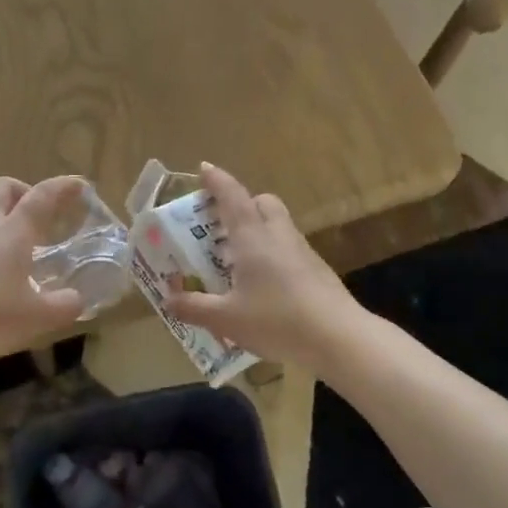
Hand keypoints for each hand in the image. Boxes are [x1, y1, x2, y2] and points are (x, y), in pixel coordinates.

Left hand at [0, 176, 86, 369]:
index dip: (63, 187)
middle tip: (34, 209)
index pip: (42, 197)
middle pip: (0, 186)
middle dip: (21, 189)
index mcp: (13, 232)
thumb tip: (76, 300)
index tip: (79, 184)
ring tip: (2, 222)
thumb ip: (63, 306)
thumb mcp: (36, 318)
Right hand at [164, 164, 358, 368]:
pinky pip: (288, 249)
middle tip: (221, 226)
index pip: (232, 196)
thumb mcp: (226, 319)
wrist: (339, 338)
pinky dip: (272, 254)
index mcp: (252, 237)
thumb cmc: (276, 320)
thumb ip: (194, 307)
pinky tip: (263, 285)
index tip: (204, 169)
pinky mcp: (317, 270)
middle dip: (241, 205)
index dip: (216, 180)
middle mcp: (278, 235)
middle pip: (262, 202)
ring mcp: (302, 251)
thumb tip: (168, 300)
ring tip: (236, 260)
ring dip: (257, 230)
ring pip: (278, 225)